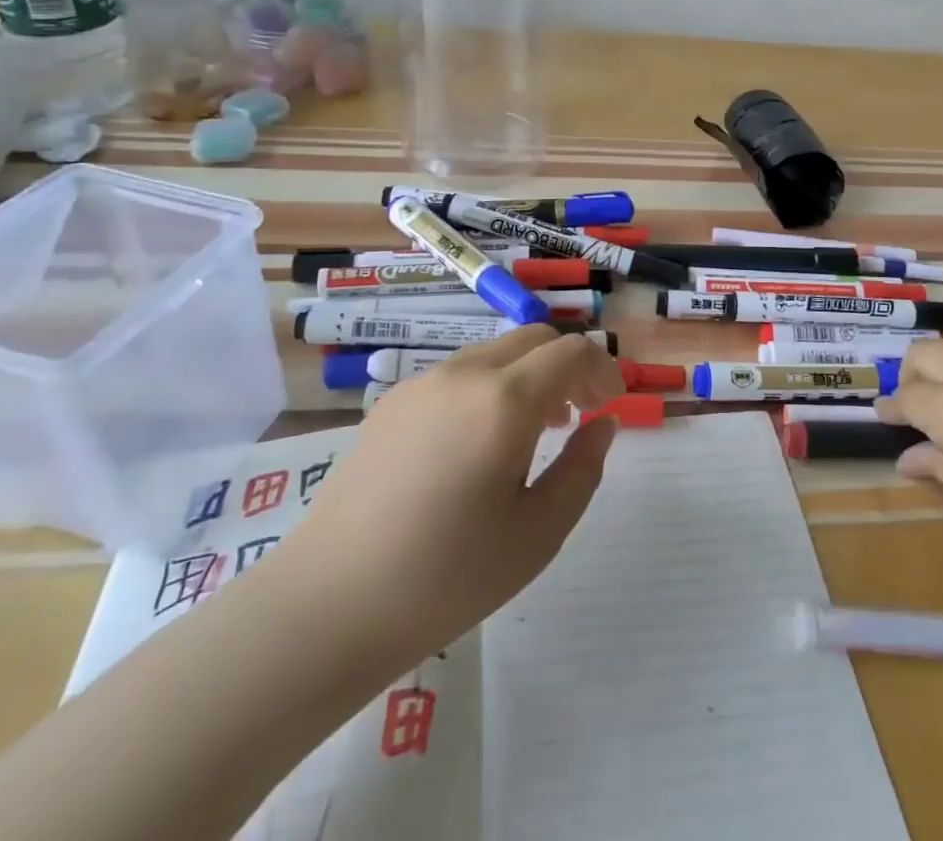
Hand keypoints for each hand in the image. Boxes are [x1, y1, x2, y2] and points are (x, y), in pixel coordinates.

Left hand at [264, 326, 623, 668]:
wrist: (329, 603)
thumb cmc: (447, 576)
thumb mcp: (538, 533)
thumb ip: (582, 469)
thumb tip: (601, 425)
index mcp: (505, 400)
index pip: (572, 351)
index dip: (603, 368)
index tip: (613, 403)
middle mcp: (464, 374)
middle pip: (534, 339)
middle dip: (567, 365)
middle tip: (580, 414)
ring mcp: (422, 383)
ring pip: (494, 354)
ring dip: (527, 375)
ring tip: (533, 431)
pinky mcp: (391, 402)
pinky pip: (457, 375)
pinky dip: (488, 387)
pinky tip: (477, 444)